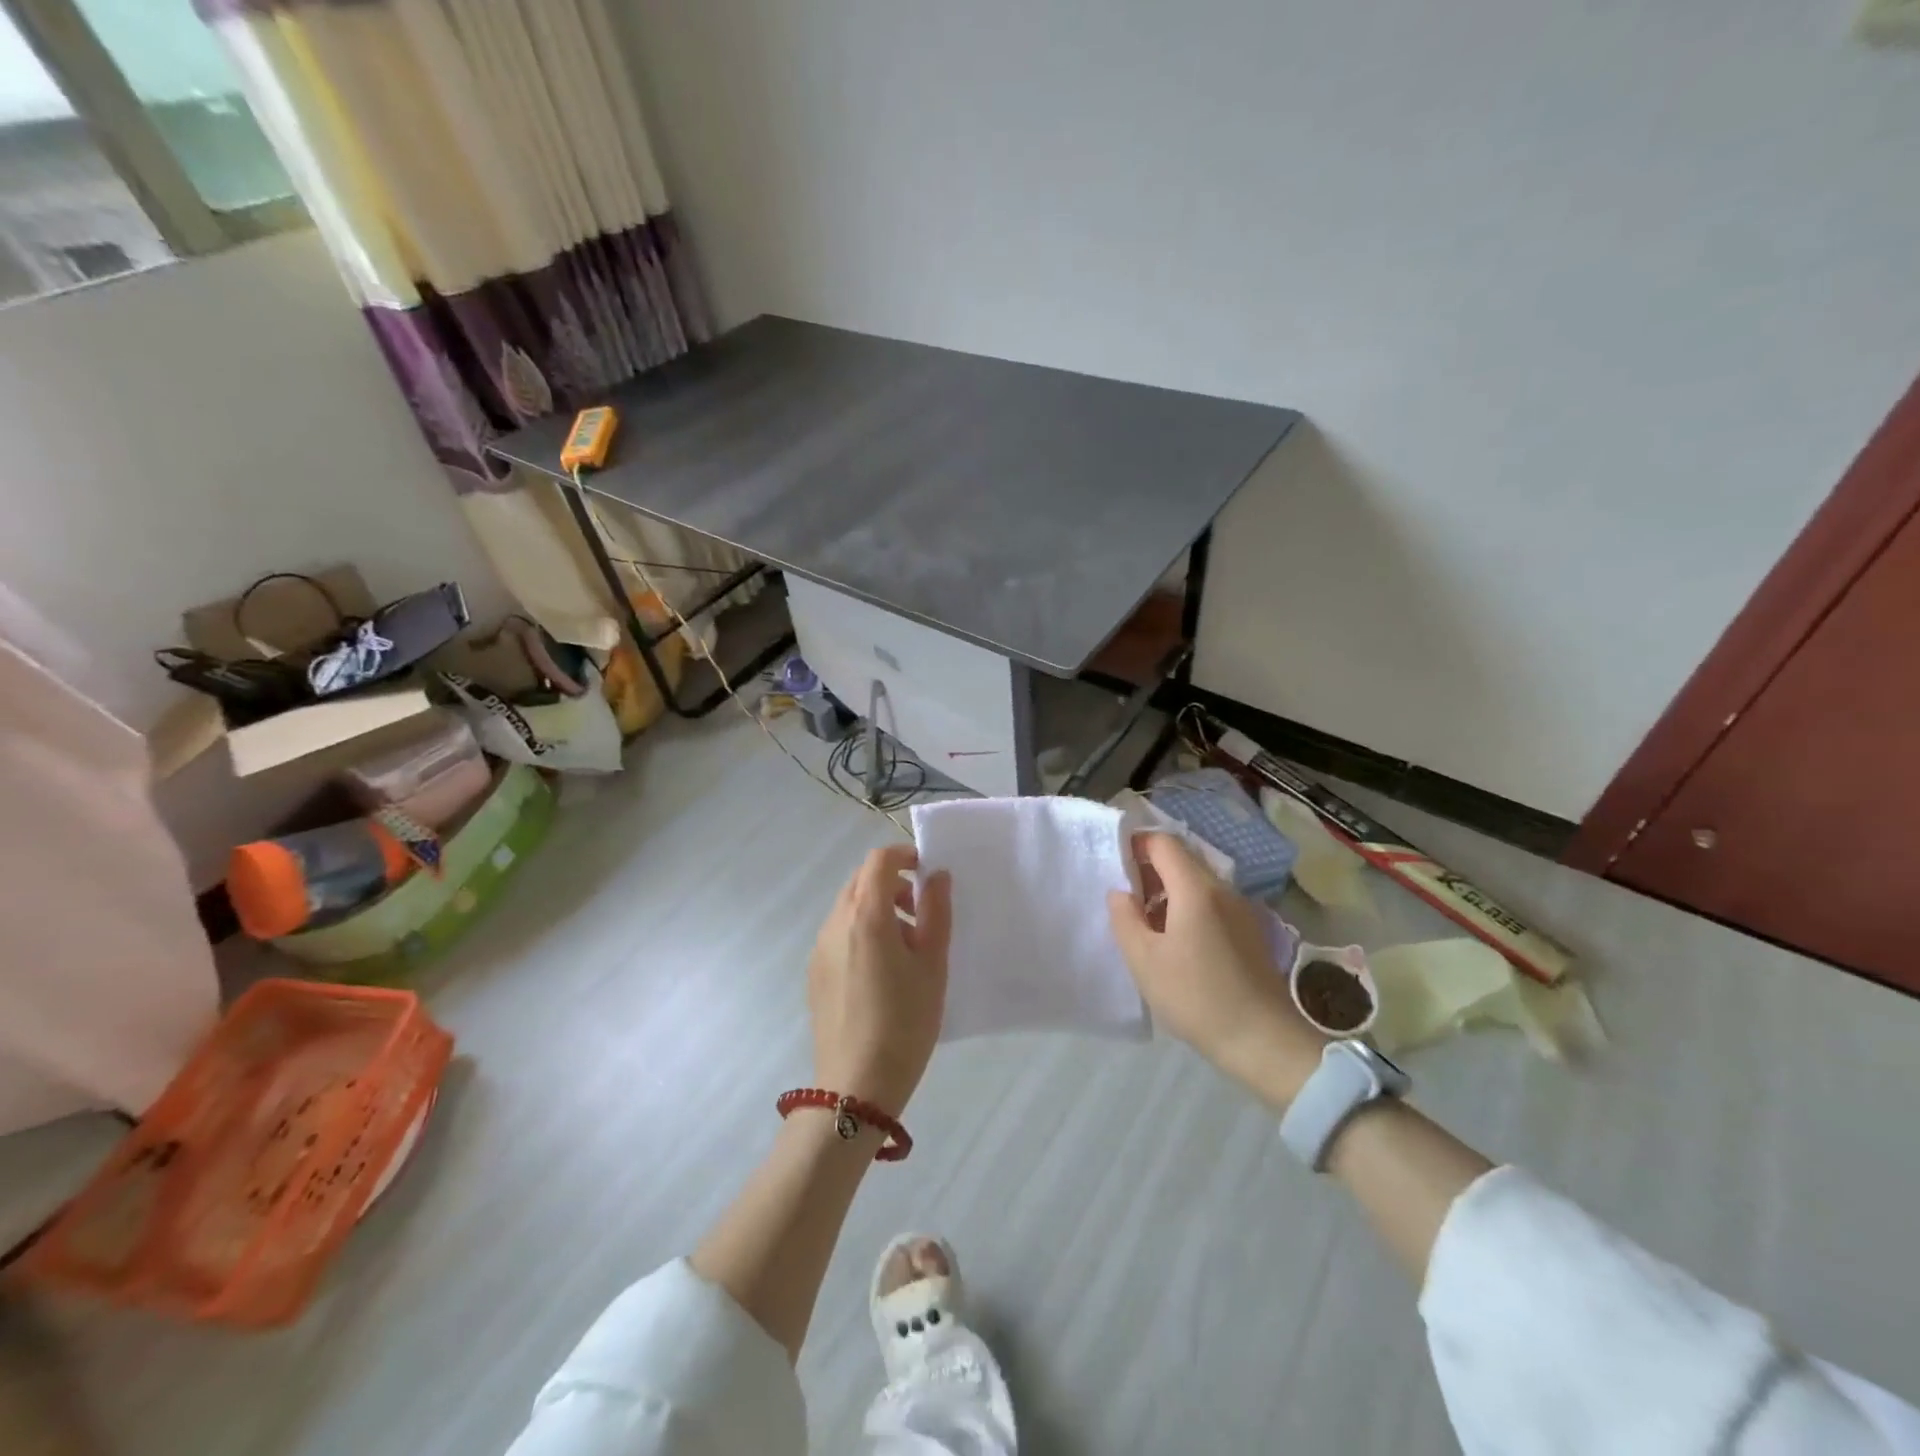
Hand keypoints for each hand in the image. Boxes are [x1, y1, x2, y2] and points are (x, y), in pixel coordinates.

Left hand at [807, 844, 952, 1116]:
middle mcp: (835, 922)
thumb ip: (936, 912)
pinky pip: (839, 932)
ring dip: (877, 907)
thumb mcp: (933, 965)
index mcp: (866, 915)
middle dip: (892, 882)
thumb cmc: (905, 1021)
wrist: (856, 1085)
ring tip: (905, 946)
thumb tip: (937, 876)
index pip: (879, 860)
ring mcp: (820, 947)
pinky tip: (881, 971)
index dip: (904, 855)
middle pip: (861, 880)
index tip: (927, 872)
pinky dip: (861, 930)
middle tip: (921, 911)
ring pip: (848, 906)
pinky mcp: (814, 971)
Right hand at [1108, 833, 1323, 1107]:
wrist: (1264, 1041)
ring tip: (1147, 925)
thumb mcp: (1144, 960)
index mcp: (1196, 889)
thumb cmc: (1196, 997)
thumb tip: (1121, 892)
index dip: (1136, 844)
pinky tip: (1177, 943)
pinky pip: (1212, 903)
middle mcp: (1222, 889)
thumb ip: (1124, 918)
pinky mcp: (1250, 930)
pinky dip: (1188, 908)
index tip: (1115, 865)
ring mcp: (1241, 909)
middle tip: (1126, 900)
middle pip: (1182, 859)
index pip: (1163, 843)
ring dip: (1168, 892)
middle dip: (1150, 870)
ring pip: (1197, 883)